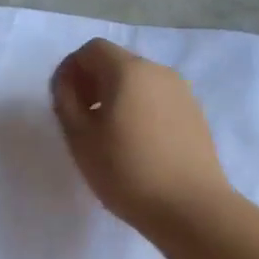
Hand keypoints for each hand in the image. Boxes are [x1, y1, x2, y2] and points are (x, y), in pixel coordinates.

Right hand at [50, 38, 234, 233]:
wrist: (192, 209)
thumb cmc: (127, 172)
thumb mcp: (80, 138)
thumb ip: (66, 101)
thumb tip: (67, 83)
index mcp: (128, 70)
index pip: (92, 49)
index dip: (71, 68)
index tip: (63, 100)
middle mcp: (158, 71)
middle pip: (117, 62)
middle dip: (93, 82)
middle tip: (81, 118)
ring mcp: (182, 92)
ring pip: (139, 81)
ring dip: (117, 96)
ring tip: (108, 134)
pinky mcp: (195, 114)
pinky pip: (158, 99)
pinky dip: (140, 109)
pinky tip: (137, 144)